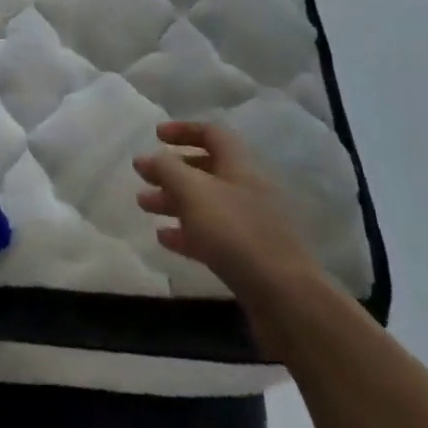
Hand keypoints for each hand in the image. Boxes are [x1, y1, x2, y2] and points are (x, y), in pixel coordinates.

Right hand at [134, 121, 324, 312]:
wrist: (285, 297)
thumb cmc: (236, 232)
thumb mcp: (194, 192)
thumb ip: (167, 170)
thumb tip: (147, 157)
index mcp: (239, 165)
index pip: (212, 134)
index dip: (183, 130)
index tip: (156, 136)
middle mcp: (246, 188)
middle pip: (205, 169)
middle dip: (172, 171)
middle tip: (143, 176)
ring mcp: (249, 223)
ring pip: (205, 203)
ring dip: (173, 201)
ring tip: (143, 205)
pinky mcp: (247, 255)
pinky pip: (211, 233)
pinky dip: (186, 231)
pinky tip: (164, 238)